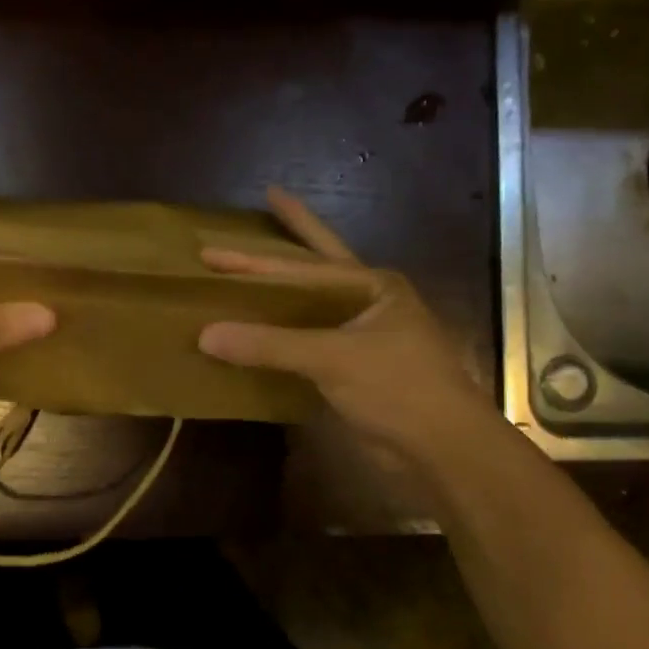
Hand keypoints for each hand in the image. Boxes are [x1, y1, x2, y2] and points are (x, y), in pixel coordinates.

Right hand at [197, 188, 492, 473]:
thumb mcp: (333, 358)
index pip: (303, 265)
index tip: (212, 248)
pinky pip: (307, 343)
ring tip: (251, 269)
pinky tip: (257, 333)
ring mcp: (362, 336)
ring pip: (312, 305)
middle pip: (319, 264)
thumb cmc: (398, 387)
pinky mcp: (353, 369)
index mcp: (373, 286)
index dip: (256, 257)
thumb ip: (271, 345)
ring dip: (281, 291)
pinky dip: (281, 338)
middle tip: (268, 200)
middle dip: (292, 236)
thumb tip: (206, 335)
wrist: (442, 449)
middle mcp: (369, 303)